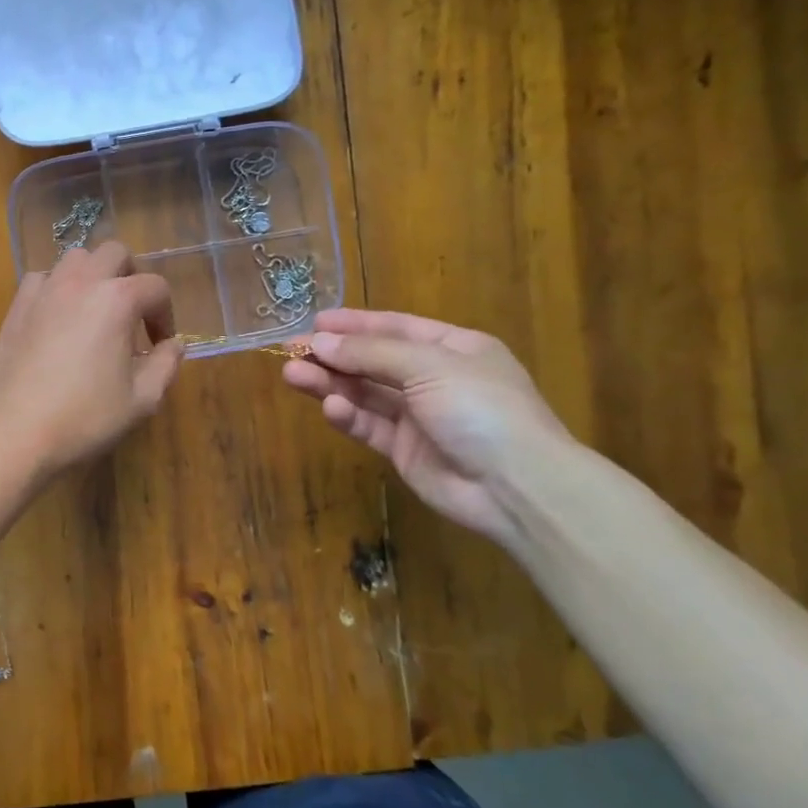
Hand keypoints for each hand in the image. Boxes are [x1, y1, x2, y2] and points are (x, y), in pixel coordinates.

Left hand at [0, 240, 183, 479]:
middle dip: (132, 277)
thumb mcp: (141, 400)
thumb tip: (174, 345)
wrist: (15, 430)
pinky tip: (59, 317)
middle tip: (132, 314)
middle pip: (115, 253)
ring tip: (95, 310)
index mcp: (117, 300)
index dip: (165, 315)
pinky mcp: (17, 306)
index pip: (155, 287)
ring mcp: (45, 290)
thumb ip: (165, 366)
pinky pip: (43, 278)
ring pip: (76, 258)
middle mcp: (81, 282)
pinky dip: (57, 287)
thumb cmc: (85, 417)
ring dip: (93, 275)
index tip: (160, 344)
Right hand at [281, 308, 573, 542]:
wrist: (516, 486)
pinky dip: (348, 415)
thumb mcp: (428, 366)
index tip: (314, 321)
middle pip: (373, 360)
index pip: (395, 327)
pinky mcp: (404, 450)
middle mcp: (434, 378)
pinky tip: (330, 407)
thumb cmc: (480, 407)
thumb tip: (319, 341)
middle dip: (333, 354)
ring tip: (292, 374)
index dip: (354, 324)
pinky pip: (369, 425)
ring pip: (364, 393)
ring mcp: (418, 416)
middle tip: (290, 350)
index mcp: (453, 348)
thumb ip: (370, 353)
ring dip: (330, 383)